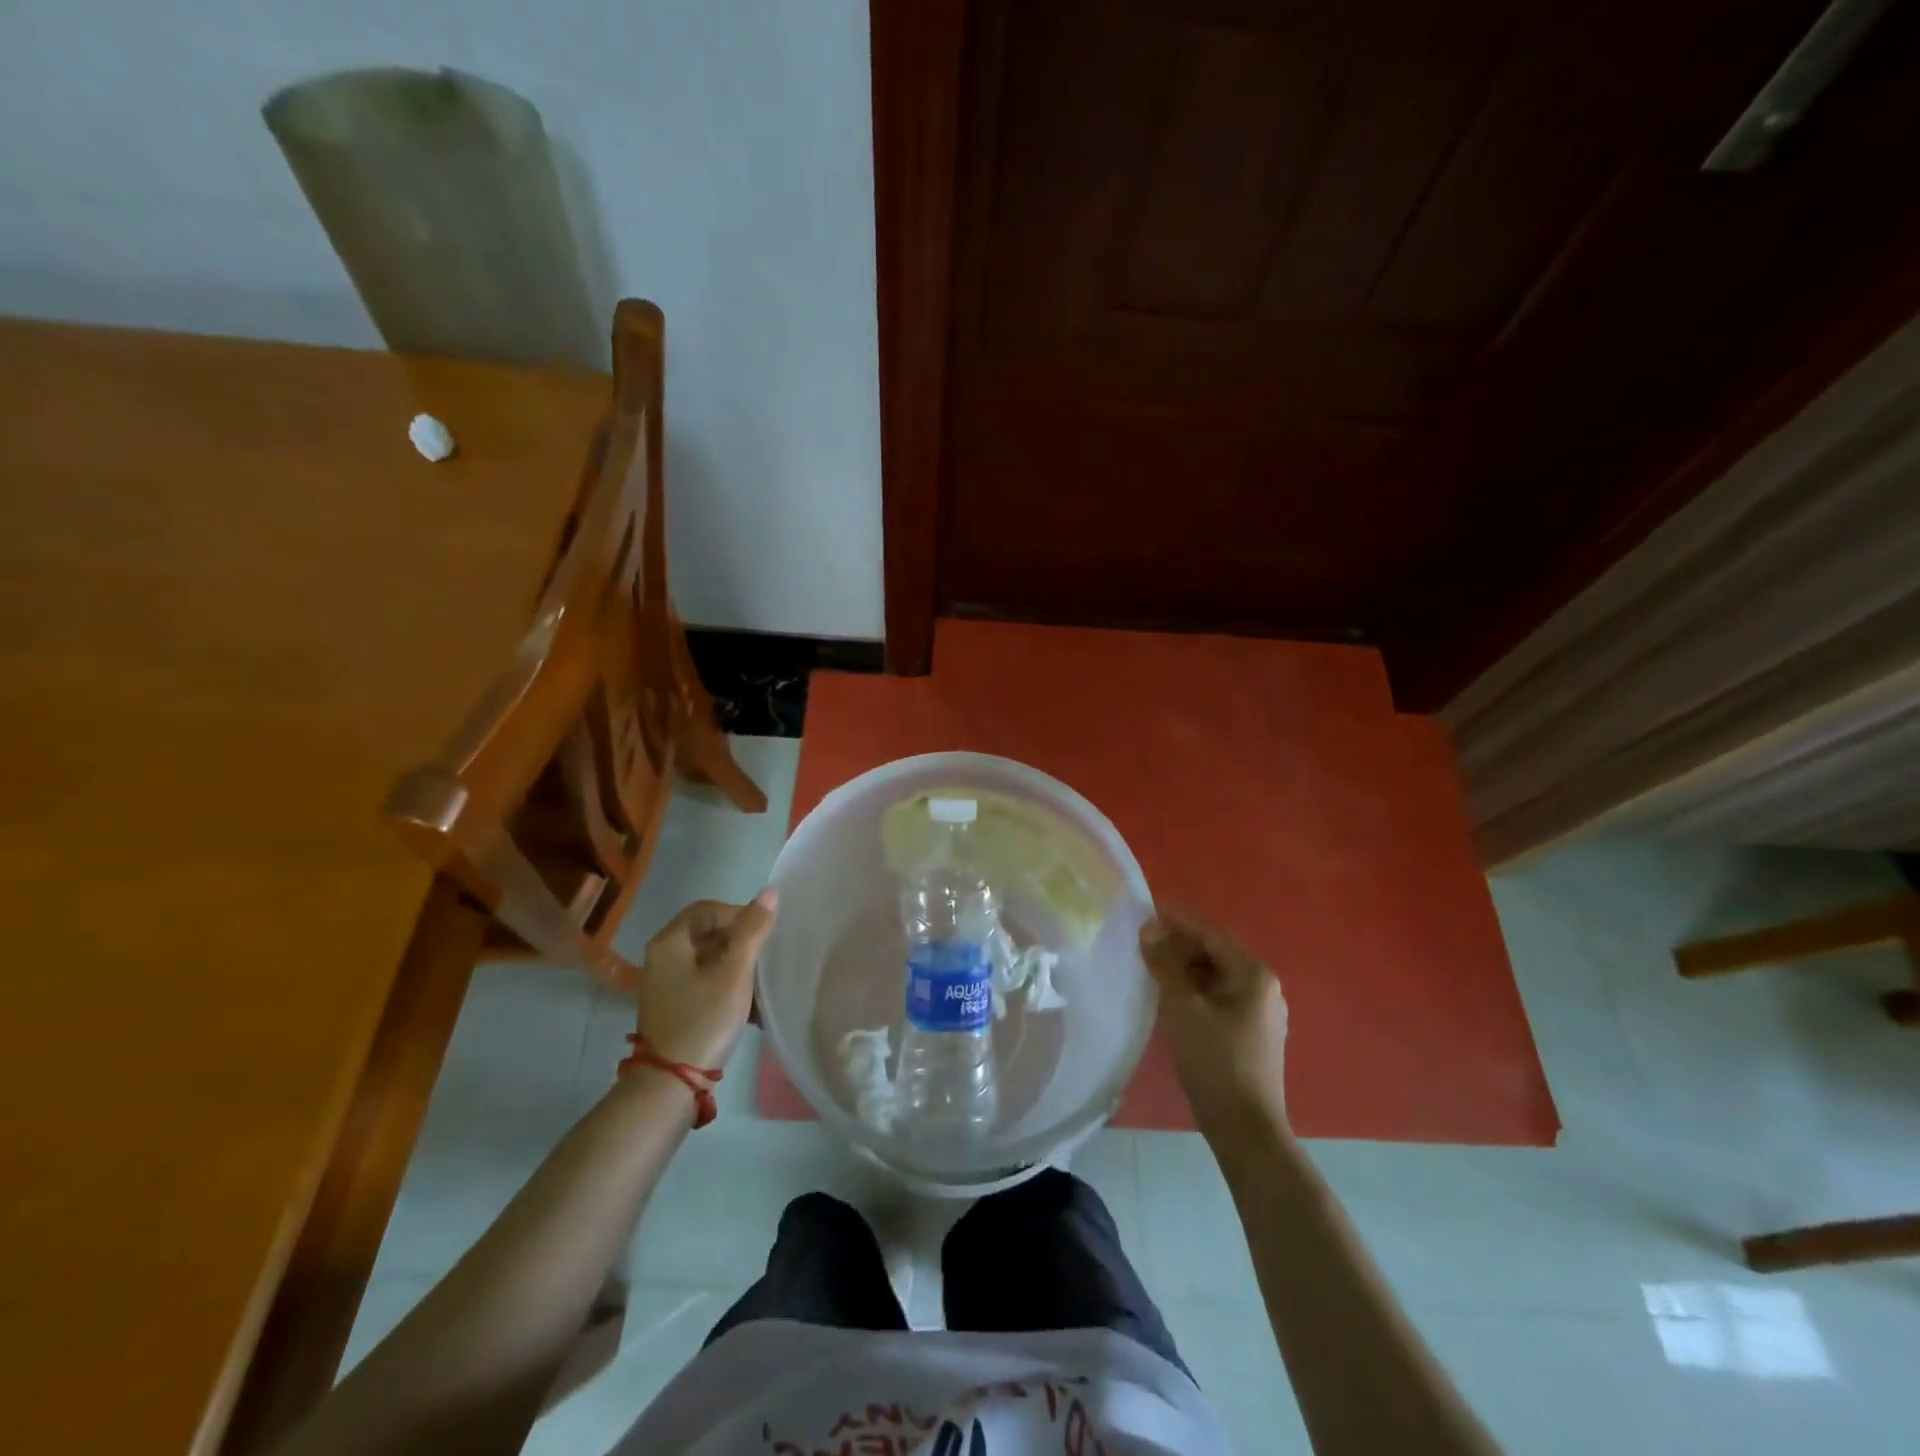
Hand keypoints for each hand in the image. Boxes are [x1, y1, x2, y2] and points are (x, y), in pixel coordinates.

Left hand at [636, 890, 778, 1069]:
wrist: (670, 1085)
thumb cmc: (703, 1020)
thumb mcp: (734, 972)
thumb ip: (752, 930)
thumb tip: (770, 892)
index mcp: (671, 941)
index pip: (709, 908)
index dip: (740, 914)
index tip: (764, 936)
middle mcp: (664, 957)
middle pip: (710, 933)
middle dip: (742, 944)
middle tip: (766, 961)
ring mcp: (668, 984)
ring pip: (711, 960)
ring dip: (739, 968)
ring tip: (763, 986)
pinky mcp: (676, 1006)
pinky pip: (707, 983)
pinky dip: (729, 987)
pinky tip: (751, 1007)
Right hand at [1139, 911, 1288, 1137]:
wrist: (1245, 1129)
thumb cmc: (1214, 1061)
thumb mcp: (1182, 1007)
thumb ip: (1165, 964)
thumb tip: (1149, 928)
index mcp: (1253, 975)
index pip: (1210, 934)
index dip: (1176, 922)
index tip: (1145, 914)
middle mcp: (1264, 988)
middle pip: (1216, 954)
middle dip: (1179, 946)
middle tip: (1143, 946)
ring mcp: (1262, 1013)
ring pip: (1217, 977)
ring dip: (1185, 969)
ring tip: (1152, 970)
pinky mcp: (1253, 1034)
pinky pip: (1221, 998)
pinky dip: (1196, 991)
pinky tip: (1172, 999)